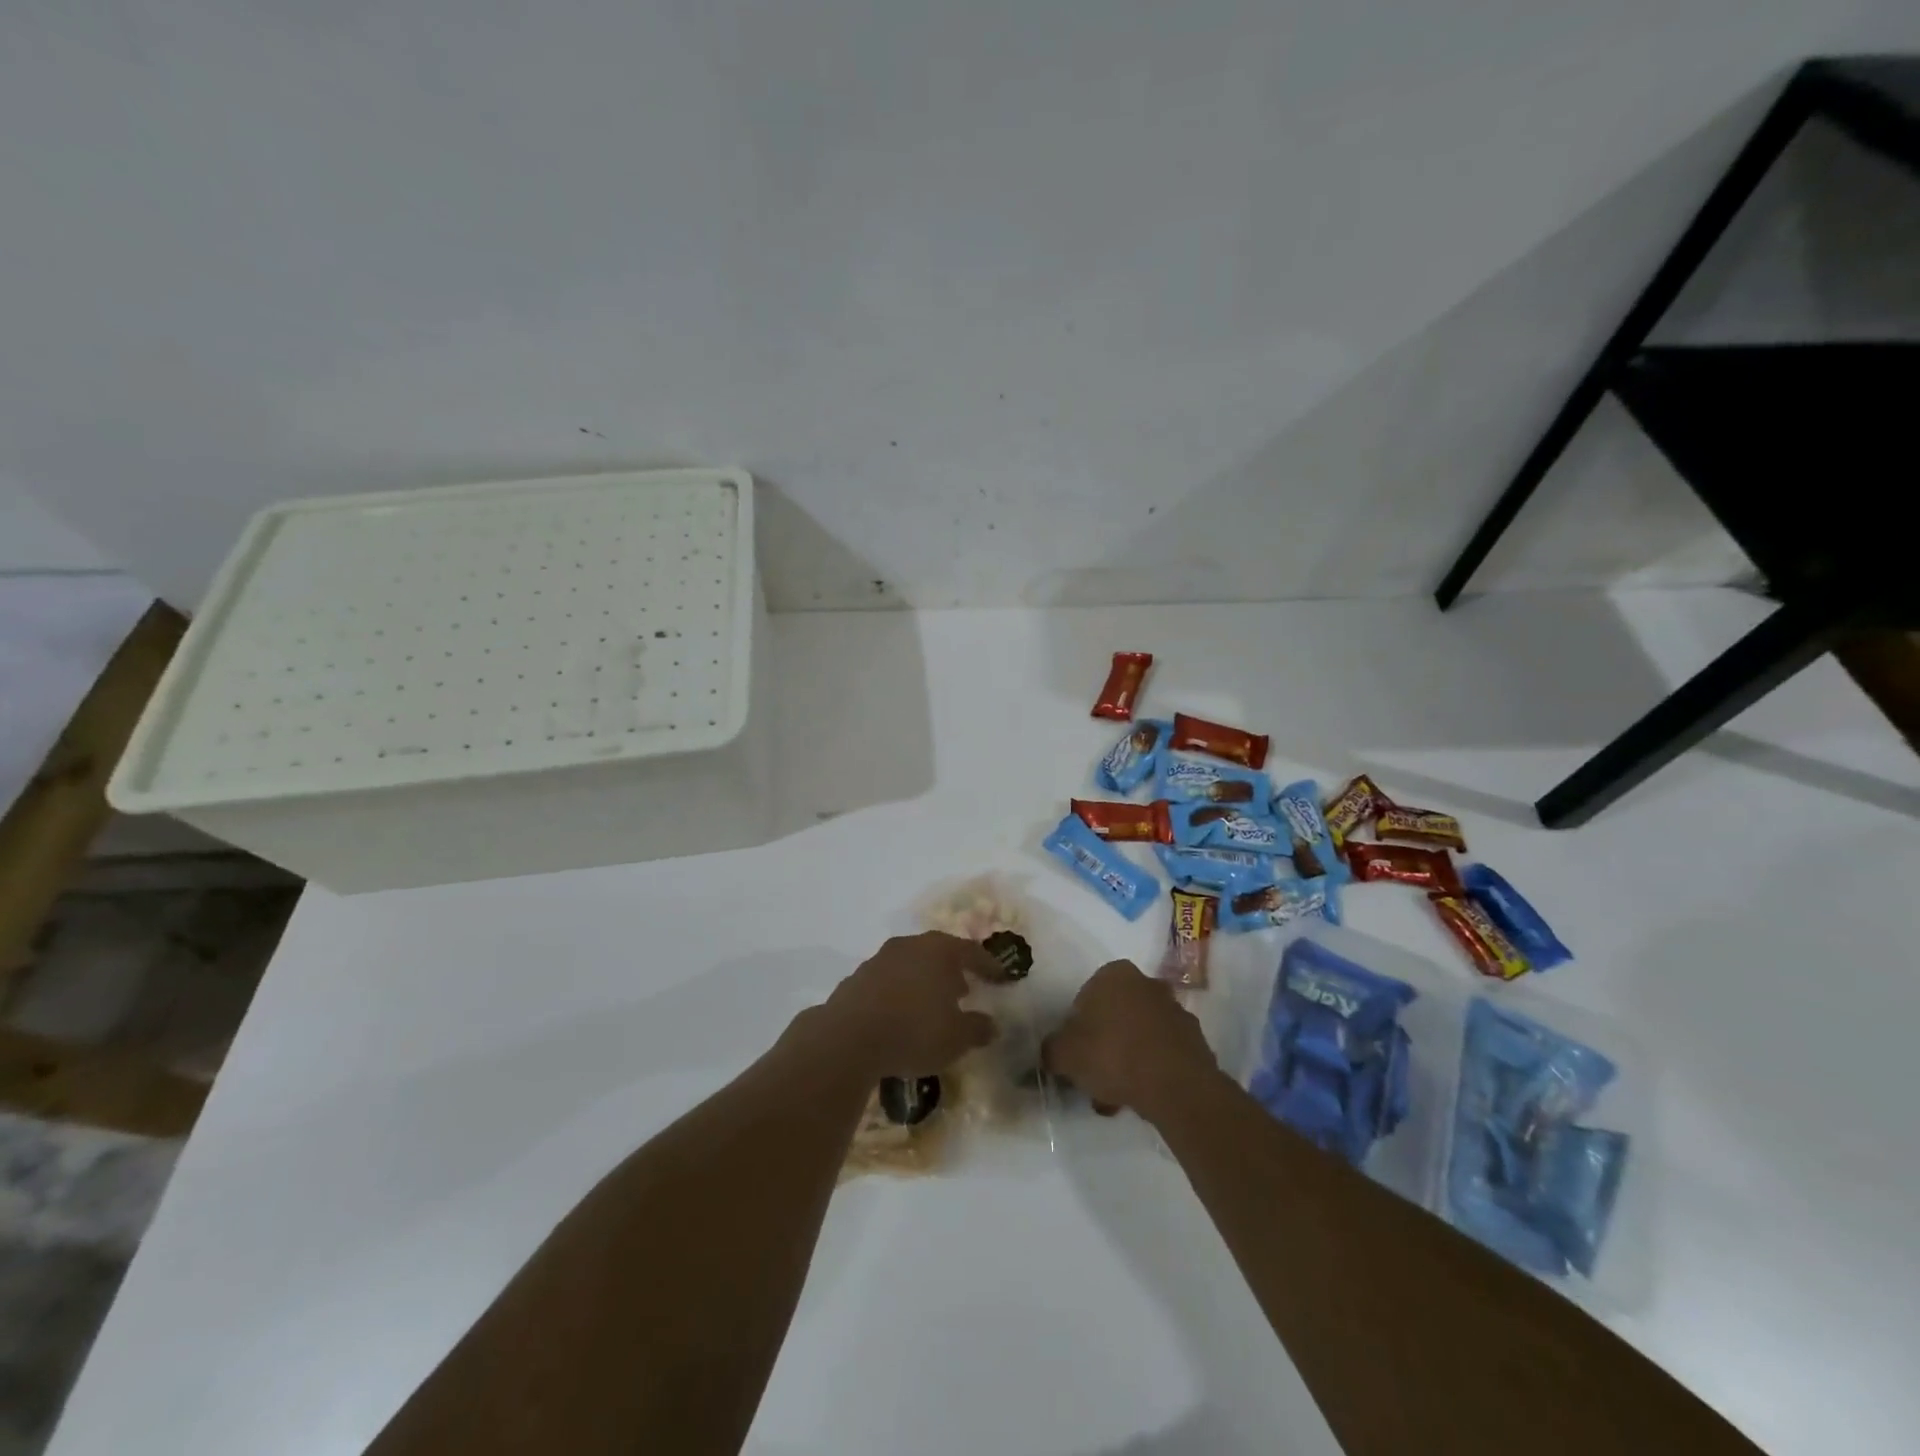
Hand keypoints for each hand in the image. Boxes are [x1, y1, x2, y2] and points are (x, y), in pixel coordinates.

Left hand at [820, 932, 998, 1079]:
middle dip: (952, 970)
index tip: (1001, 978)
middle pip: (937, 952)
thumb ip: (978, 1028)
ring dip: (923, 981)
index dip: (988, 965)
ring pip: (910, 965)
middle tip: (964, 989)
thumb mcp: (957, 1037)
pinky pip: (888, 982)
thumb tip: (991, 1025)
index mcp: (939, 951)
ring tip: (932, 1004)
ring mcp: (879, 960)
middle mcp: (909, 946)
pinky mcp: (856, 979)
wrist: (849, 1038)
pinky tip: (901, 1016)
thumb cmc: (914, 1031)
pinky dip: (899, 993)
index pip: (971, 951)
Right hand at [1043, 960, 1218, 1123]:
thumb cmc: (1113, 1055)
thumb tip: (1050, 1052)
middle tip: (1094, 1079)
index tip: (1076, 1057)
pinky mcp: (1194, 1039)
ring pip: (1138, 1036)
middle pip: (1114, 1017)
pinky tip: (1141, 1098)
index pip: (1085, 999)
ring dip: (1126, 1061)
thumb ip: (1051, 1050)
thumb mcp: (1065, 1054)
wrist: (1176, 1086)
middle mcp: (1146, 983)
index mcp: (1114, 974)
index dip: (1076, 1030)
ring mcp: (1174, 1010)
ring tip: (1117, 1098)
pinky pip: (1162, 1053)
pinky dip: (1150, 1070)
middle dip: (1103, 1047)